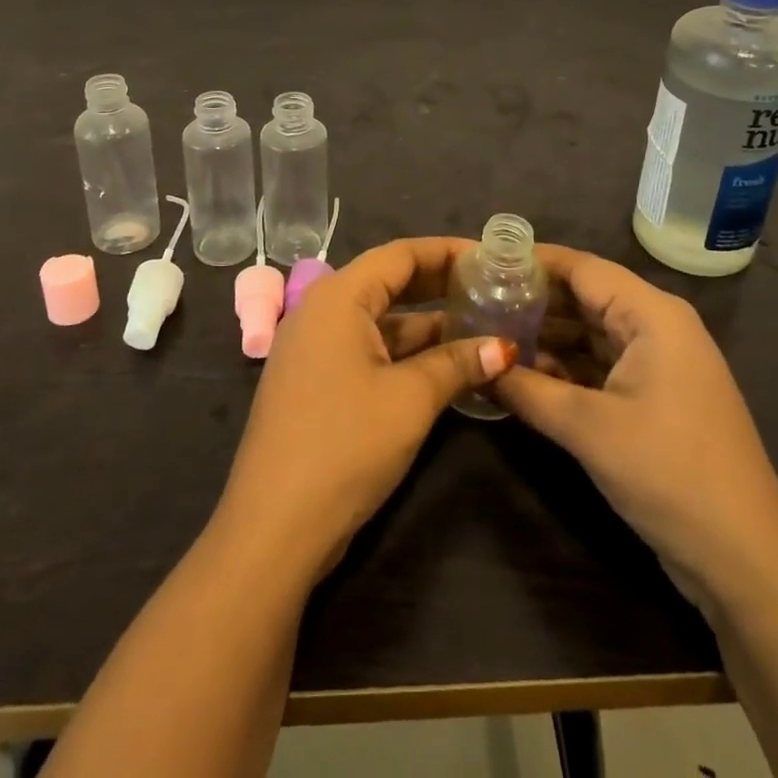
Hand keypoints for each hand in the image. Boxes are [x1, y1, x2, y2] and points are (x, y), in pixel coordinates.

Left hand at [216, 238, 515, 577]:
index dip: (447, 251)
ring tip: (480, 325)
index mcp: (338, 297)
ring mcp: (315, 348)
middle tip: (491, 287)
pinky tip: (445, 364)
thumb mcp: (410, 399)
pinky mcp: (316, 382)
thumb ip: (458, 363)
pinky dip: (405, 352)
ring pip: (380, 320)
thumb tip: (504, 347)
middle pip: (389, 282)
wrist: (274, 527)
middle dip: (440, 284)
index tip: (490, 256)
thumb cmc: (345, 444)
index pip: (400, 254)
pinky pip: (367, 349)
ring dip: (426, 324)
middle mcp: (321, 311)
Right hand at [493, 248, 777, 615]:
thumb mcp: (588, 428)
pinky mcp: (655, 397)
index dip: (531, 262)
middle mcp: (657, 327)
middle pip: (585, 296)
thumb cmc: (669, 473)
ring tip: (488, 334)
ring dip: (545, 336)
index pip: (582, 267)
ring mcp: (658, 363)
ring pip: (590, 332)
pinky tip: (523, 374)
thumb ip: (527, 389)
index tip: (480, 262)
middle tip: (474, 301)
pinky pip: (602, 365)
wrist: (745, 560)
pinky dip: (566, 368)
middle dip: (532, 300)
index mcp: (652, 314)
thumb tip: (476, 363)